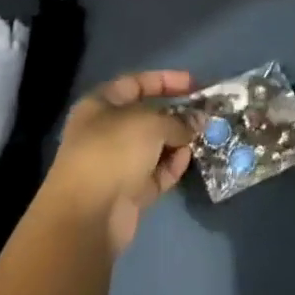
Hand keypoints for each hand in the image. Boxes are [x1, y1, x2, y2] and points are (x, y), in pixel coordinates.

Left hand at [43, 70, 193, 253]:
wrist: (88, 215)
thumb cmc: (113, 152)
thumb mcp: (150, 124)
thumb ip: (178, 120)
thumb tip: (198, 121)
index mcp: (100, 106)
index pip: (136, 83)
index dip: (166, 80)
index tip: (195, 84)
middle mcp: (106, 132)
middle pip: (147, 116)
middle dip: (177, 114)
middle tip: (206, 114)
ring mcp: (117, 163)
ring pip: (154, 146)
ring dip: (179, 141)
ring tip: (204, 136)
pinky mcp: (129, 191)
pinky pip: (156, 172)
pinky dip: (173, 165)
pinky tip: (189, 158)